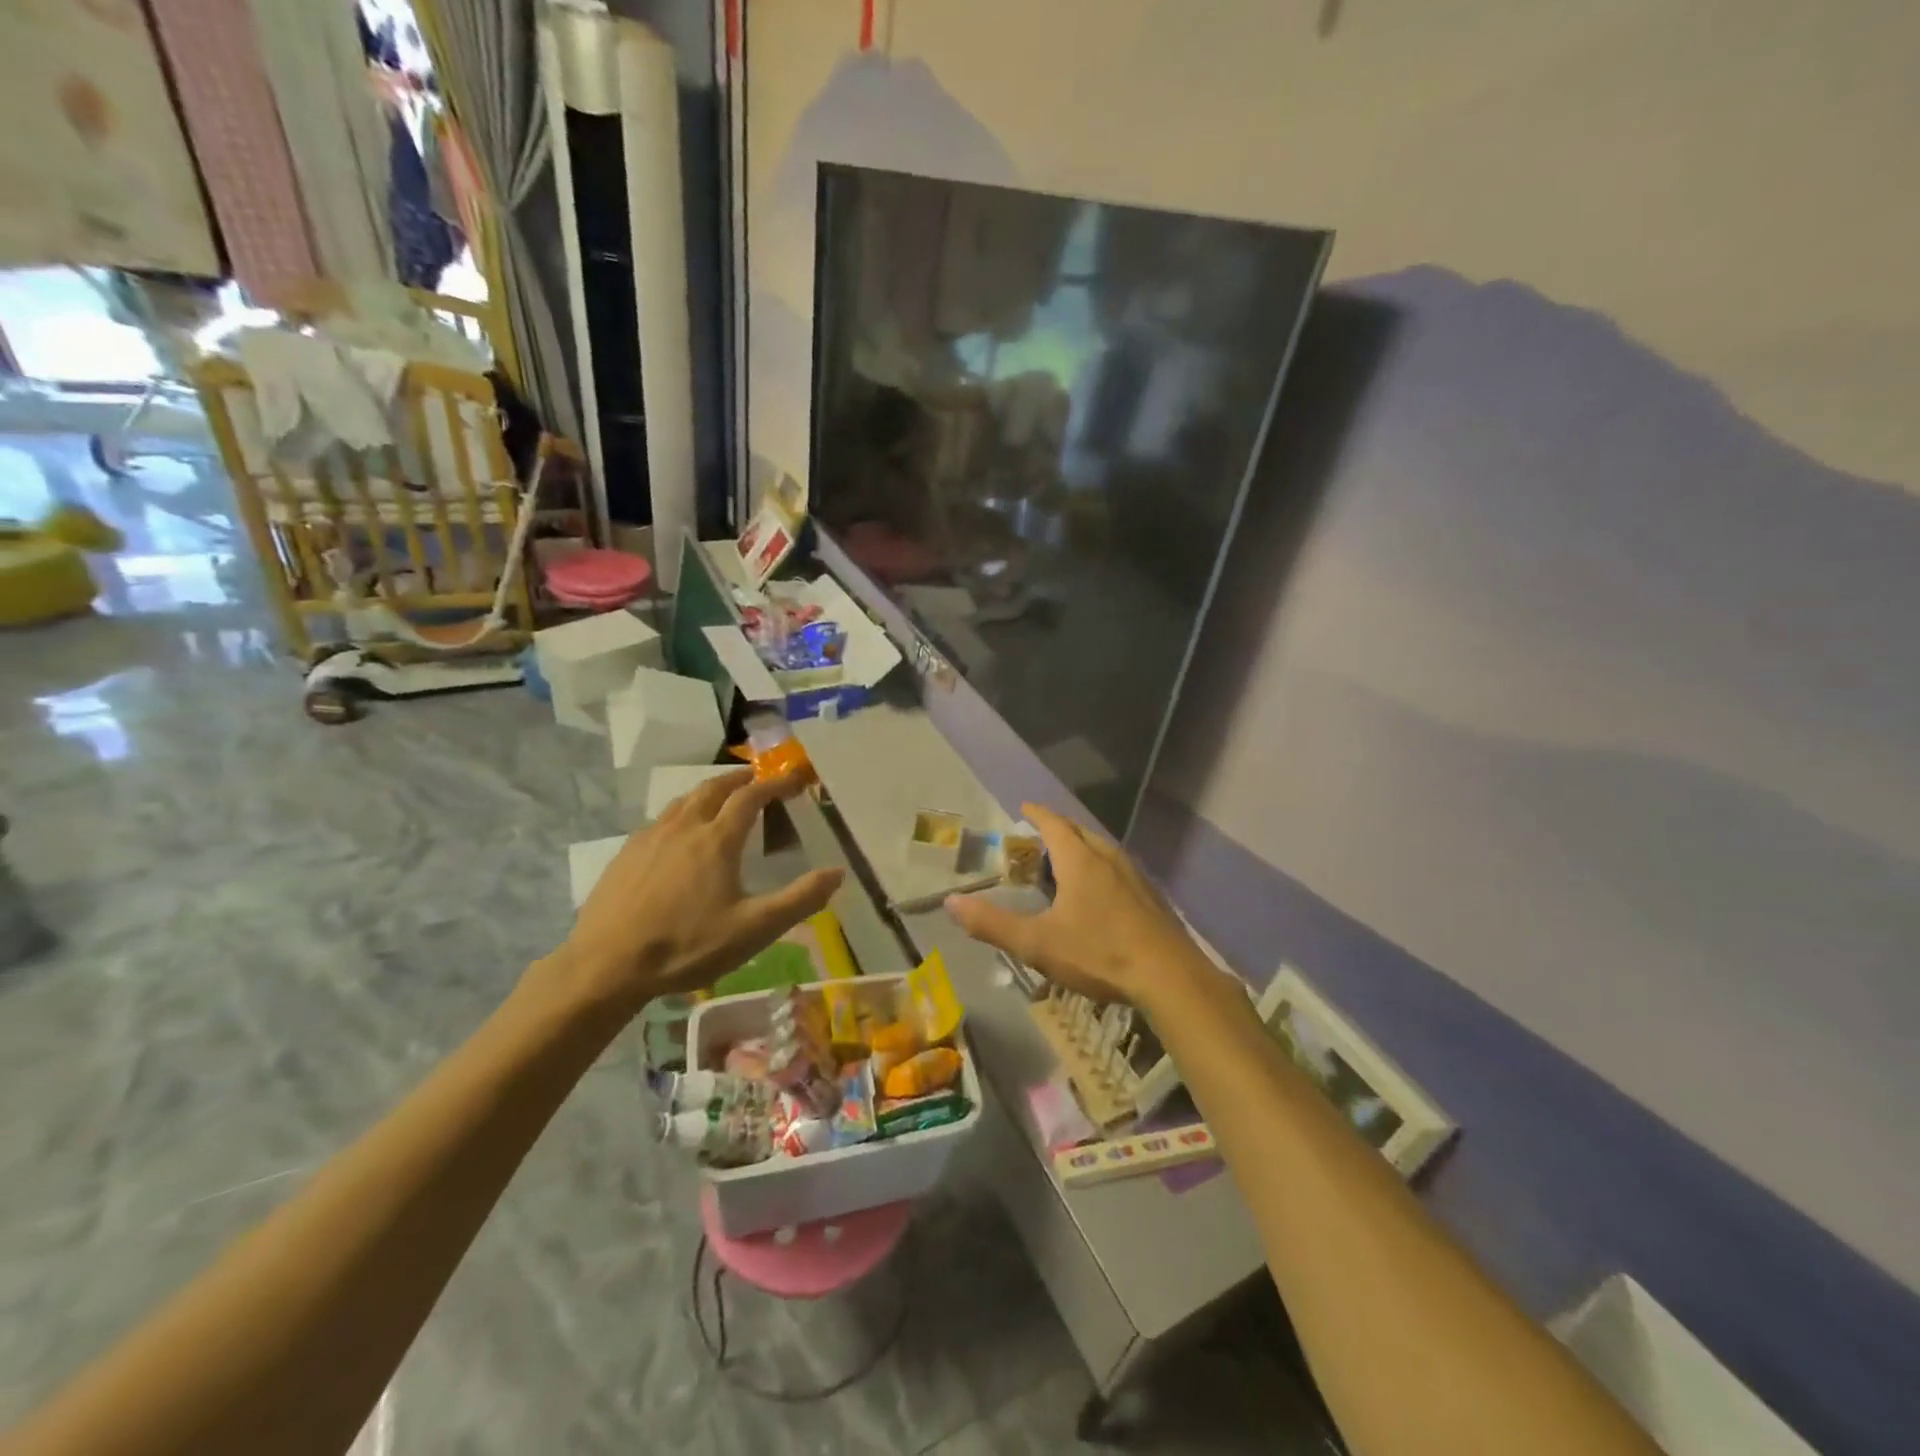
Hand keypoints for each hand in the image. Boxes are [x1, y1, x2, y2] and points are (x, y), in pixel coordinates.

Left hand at [547, 770, 842, 1017]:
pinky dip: (681, 814)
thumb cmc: (686, 946)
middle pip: (714, 789)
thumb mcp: (754, 929)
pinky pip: (660, 820)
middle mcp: (683, 827)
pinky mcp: (625, 855)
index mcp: (717, 840)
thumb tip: (838, 872)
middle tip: (757, 778)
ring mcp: (649, 838)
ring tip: (721, 798)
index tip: (794, 778)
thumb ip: (799, 899)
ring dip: (708, 792)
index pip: (751, 797)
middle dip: (739, 779)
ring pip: (683, 801)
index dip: (775, 784)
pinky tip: (678, 834)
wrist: (605, 966)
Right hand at [945, 804, 1207, 1009]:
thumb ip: (992, 924)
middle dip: (1058, 831)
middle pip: (1080, 833)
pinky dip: (1101, 869)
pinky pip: (1119, 870)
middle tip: (1039, 839)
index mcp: (1080, 860)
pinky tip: (1100, 895)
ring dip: (1081, 849)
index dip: (1037, 814)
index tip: (1024, 808)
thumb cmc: (1098, 953)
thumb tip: (951, 903)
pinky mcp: (1152, 897)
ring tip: (1066, 864)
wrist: (1169, 977)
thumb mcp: (1037, 943)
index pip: (1054, 824)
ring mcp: (1135, 876)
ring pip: (1103, 850)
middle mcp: (1109, 858)